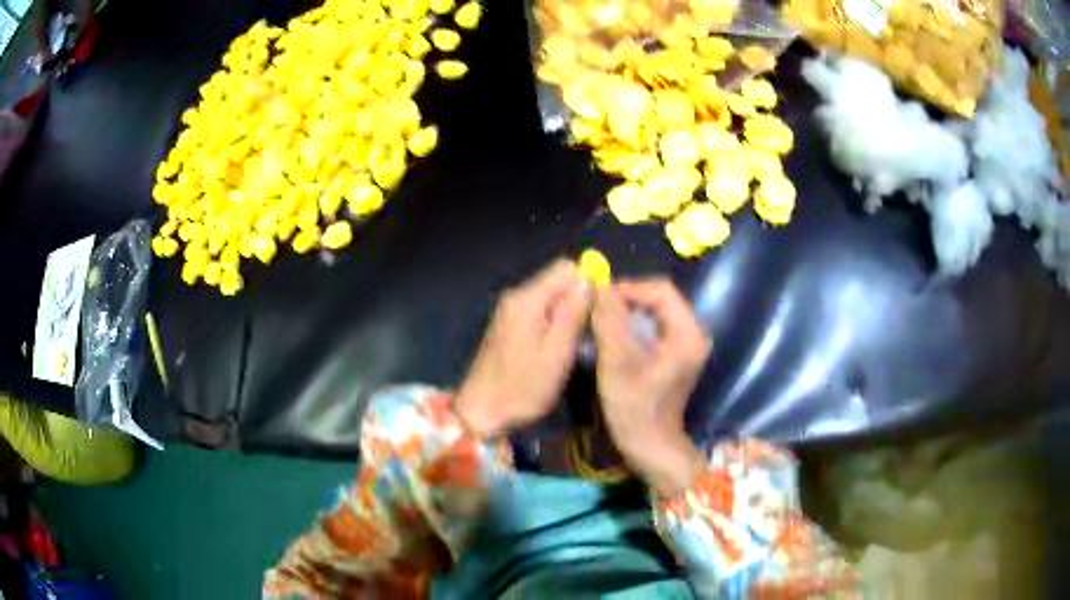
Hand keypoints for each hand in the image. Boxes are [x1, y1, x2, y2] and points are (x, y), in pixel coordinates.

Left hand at [455, 260, 592, 438]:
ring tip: (572, 343)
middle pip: (558, 279)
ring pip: (550, 294)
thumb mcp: (556, 354)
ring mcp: (509, 309)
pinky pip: (539, 308)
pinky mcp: (508, 323)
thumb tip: (590, 279)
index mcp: (527, 299)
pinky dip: (553, 321)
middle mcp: (516, 296)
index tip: (596, 312)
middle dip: (578, 298)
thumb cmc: (522, 388)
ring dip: (567, 312)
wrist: (481, 410)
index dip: (588, 283)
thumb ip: (573, 313)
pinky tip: (555, 347)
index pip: (567, 268)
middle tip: (585, 332)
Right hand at [592, 279, 710, 496]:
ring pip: (656, 314)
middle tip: (598, 305)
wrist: (650, 446)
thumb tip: (598, 286)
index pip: (661, 290)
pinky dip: (633, 326)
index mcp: (687, 333)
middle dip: (628, 299)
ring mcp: (686, 346)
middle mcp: (693, 334)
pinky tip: (613, 335)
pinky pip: (655, 329)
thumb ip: (609, 321)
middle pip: (660, 300)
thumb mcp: (617, 362)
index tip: (600, 295)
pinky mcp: (676, 356)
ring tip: (601, 318)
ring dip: (628, 312)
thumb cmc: (635, 408)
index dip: (630, 287)